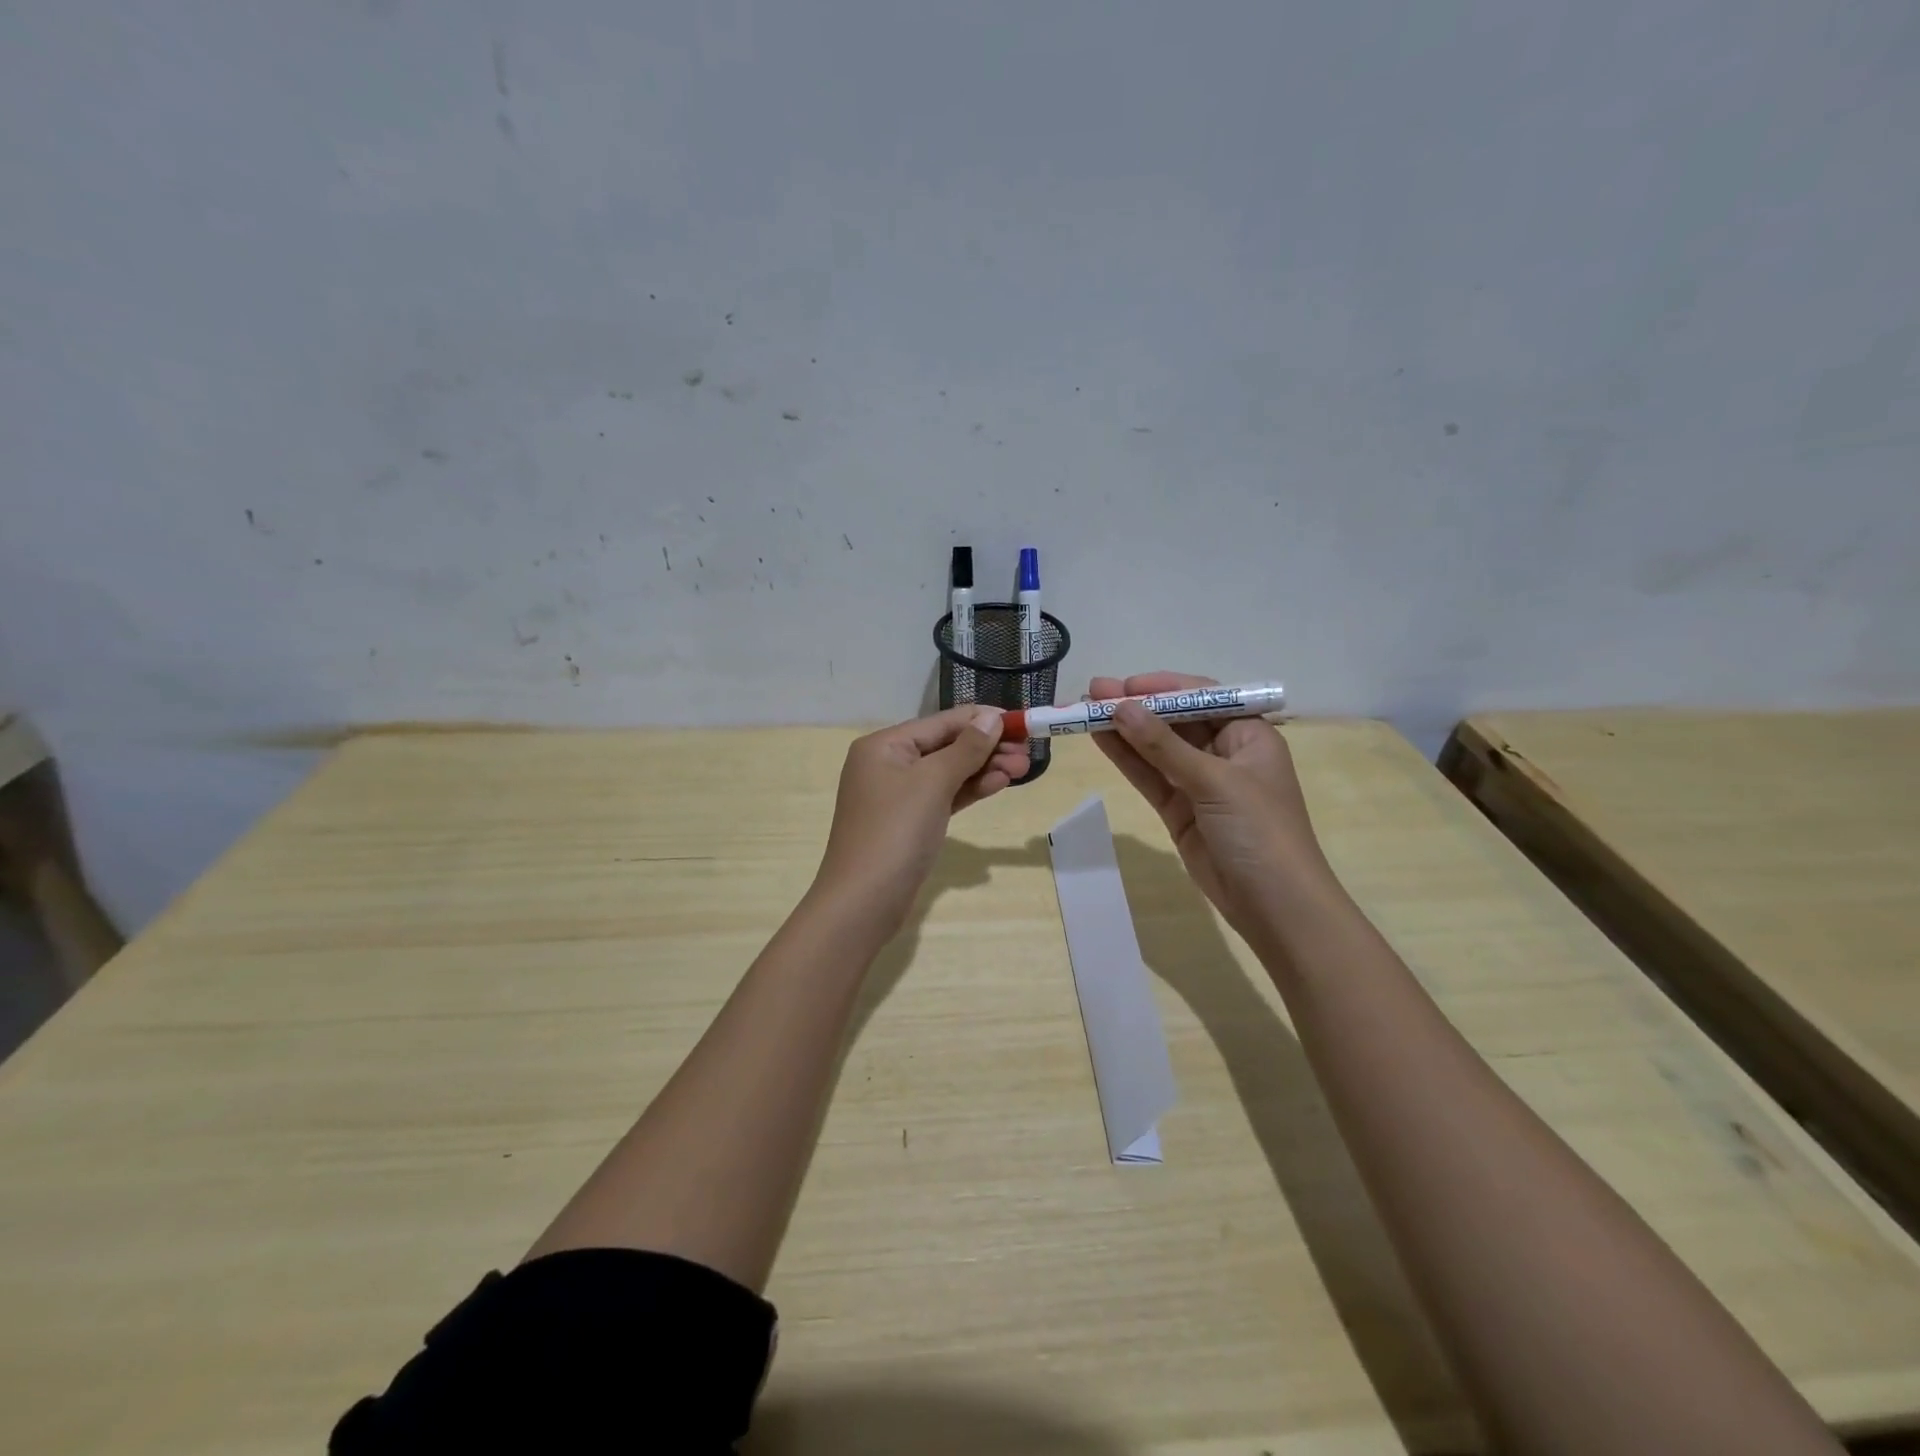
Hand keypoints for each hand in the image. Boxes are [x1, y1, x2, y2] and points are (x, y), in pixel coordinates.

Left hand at [812, 705, 1030, 932]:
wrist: (865, 901)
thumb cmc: (896, 832)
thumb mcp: (933, 783)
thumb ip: (966, 748)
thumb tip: (991, 717)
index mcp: (884, 746)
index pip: (940, 722)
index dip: (981, 719)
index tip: (1021, 721)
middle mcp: (887, 764)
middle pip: (945, 746)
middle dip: (987, 748)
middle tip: (1027, 753)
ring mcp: (897, 796)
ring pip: (947, 773)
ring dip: (984, 769)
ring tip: (1023, 769)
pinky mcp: (909, 823)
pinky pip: (943, 796)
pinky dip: (969, 790)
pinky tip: (998, 784)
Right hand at [1090, 672, 1332, 940]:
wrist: (1275, 906)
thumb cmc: (1260, 831)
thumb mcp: (1214, 781)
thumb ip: (1163, 745)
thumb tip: (1120, 707)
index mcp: (1249, 735)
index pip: (1202, 697)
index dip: (1162, 687)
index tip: (1124, 685)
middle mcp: (1225, 753)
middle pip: (1175, 721)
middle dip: (1136, 706)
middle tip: (1092, 692)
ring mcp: (1200, 784)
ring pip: (1157, 749)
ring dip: (1124, 730)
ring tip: (1084, 711)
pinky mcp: (1181, 811)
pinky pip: (1150, 777)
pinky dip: (1127, 759)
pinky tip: (1100, 740)